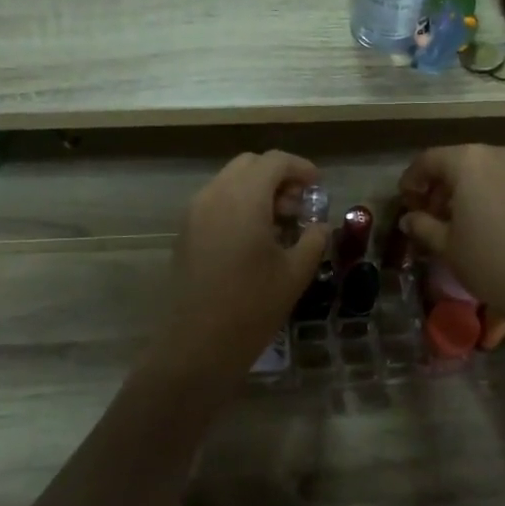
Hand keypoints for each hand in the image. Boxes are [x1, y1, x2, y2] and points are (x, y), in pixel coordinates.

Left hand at [149, 151, 327, 379]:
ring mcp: (195, 212)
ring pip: (230, 181)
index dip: (301, 168)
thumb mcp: (295, 273)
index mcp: (244, 198)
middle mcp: (215, 194)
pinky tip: (254, 237)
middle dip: (278, 176)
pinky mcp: (185, 231)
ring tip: (279, 223)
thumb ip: (313, 239)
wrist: (197, 344)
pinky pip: (215, 201)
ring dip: (256, 190)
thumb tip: (319, 226)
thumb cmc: (252, 307)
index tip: (318, 187)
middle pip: (249, 165)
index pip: (275, 161)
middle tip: (299, 205)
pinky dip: (238, 204)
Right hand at [397, 145, 504, 323]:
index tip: (405, 201)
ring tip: (458, 219)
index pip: (429, 160)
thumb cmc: (489, 262)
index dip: (412, 179)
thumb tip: (409, 218)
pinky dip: (491, 193)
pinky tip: (487, 221)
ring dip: (466, 188)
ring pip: (485, 170)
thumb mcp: (446, 245)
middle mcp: (499, 154)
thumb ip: (422, 224)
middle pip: (459, 161)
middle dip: (440, 185)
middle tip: (429, 213)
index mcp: (469, 162)